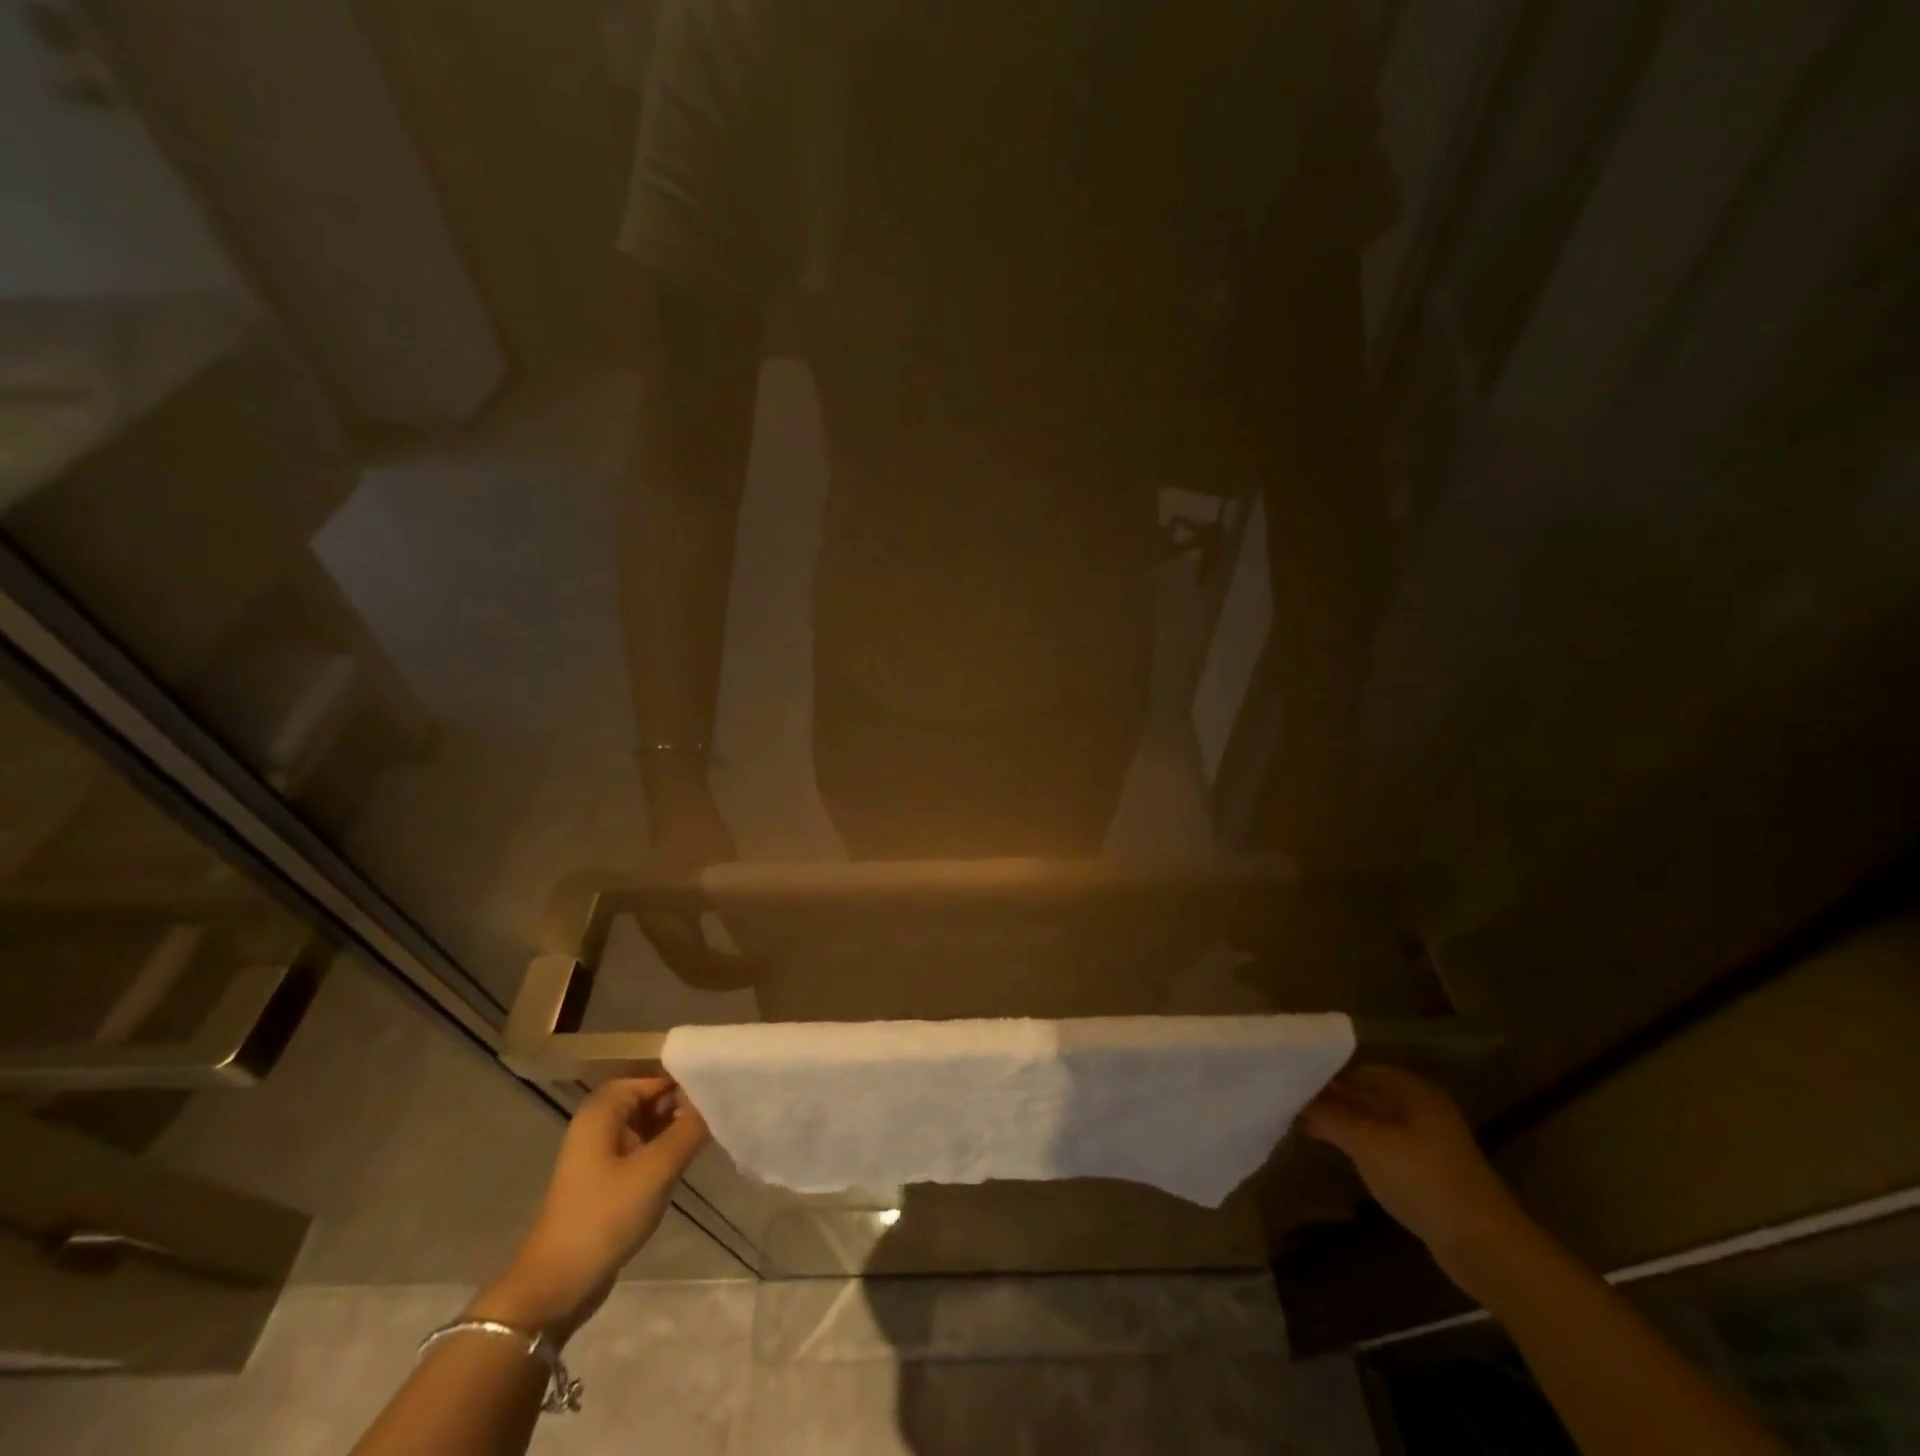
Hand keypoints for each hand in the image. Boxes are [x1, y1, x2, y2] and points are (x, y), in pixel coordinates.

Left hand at [472, 1078, 709, 1343]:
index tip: (718, 1092)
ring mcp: (601, 1154)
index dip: (683, 1082)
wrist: (557, 1286)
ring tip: (712, 1133)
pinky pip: (642, 1150)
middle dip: (682, 1105)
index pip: (651, 1078)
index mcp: (602, 1111)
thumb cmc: (604, 1216)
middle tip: (719, 1114)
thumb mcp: (656, 1169)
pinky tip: (690, 1159)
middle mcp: (599, 1125)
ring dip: (675, 1129)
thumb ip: (689, 1130)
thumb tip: (715, 1103)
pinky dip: (665, 1150)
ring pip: (648, 1126)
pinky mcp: (607, 1180)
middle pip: (649, 1099)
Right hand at [638, 772, 757, 990]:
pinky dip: (716, 956)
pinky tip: (741, 949)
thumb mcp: (719, 873)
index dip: (731, 974)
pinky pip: (692, 948)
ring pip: (690, 962)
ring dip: (721, 970)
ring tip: (757, 963)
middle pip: (691, 972)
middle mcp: (657, 930)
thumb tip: (763, 940)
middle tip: (765, 971)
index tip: (764, 966)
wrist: (678, 808)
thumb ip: (735, 906)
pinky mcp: (670, 915)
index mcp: (663, 921)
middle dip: (727, 978)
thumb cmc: (698, 836)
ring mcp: (661, 924)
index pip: (697, 965)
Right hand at [1301, 1064, 1532, 1286]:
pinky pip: (1383, 1144)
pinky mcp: (1426, 1170)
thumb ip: (1329, 1115)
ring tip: (1304, 1124)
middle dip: (1332, 1098)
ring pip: (1373, 1120)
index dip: (1327, 1074)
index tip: (1293, 1081)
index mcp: (1412, 1090)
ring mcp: (1426, 1141)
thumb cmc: (1422, 1178)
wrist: (1483, 1245)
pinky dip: (1357, 1143)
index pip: (1360, 1069)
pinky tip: (1335, 1150)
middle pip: (1367, 1094)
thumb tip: (1297, 1097)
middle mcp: (1421, 1107)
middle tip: (1291, 1102)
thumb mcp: (1367, 1142)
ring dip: (1342, 1122)